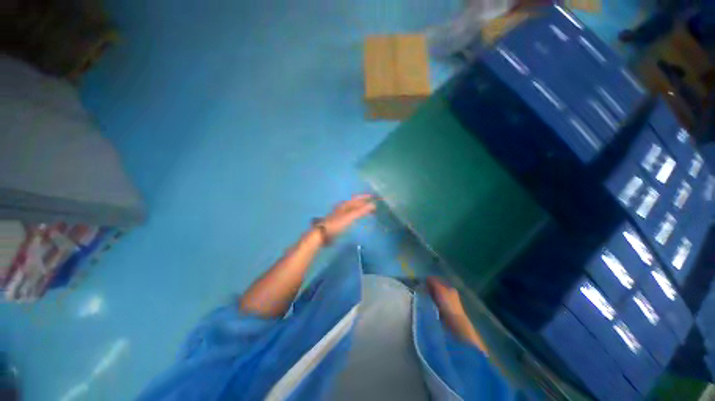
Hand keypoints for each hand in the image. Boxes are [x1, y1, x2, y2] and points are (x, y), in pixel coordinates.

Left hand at [321, 194, 376, 237]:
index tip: (373, 196)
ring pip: (353, 209)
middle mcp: (343, 207)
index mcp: (345, 204)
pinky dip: (357, 215)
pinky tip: (359, 219)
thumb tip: (373, 204)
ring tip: (369, 212)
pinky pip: (351, 215)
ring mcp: (341, 214)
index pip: (357, 198)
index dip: (365, 197)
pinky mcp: (340, 220)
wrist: (323, 234)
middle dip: (364, 204)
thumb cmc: (336, 224)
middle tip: (374, 207)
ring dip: (361, 209)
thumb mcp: (349, 217)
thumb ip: (360, 211)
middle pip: (355, 203)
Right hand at [427, 277, 466, 319]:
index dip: (431, 280)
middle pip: (437, 288)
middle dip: (430, 288)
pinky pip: (436, 302)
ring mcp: (447, 302)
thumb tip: (427, 277)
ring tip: (423, 295)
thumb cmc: (447, 303)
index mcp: (450, 288)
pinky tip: (428, 302)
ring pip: (436, 295)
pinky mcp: (445, 310)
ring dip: (430, 295)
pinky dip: (432, 301)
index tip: (423, 281)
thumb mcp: (439, 289)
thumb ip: (433, 282)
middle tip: (422, 288)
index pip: (438, 280)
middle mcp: (449, 294)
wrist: (454, 322)